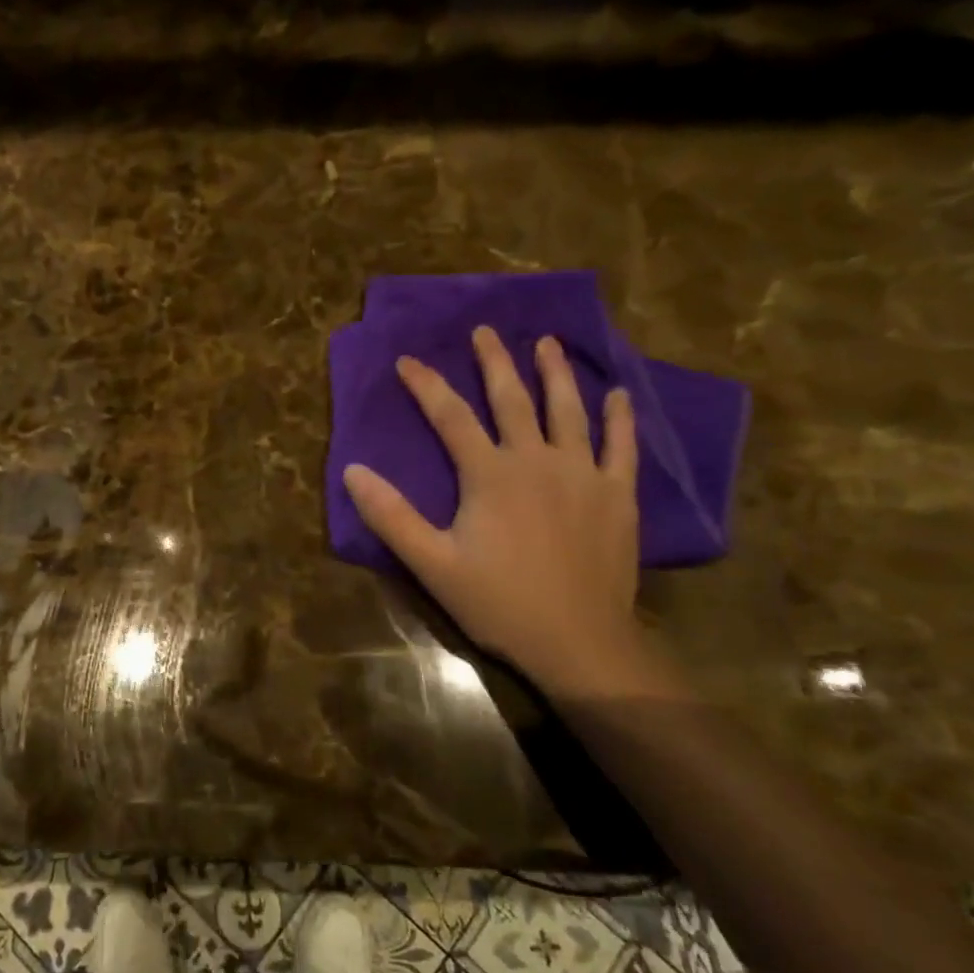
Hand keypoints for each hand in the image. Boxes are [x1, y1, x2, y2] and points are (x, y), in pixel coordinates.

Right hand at [344, 329, 643, 687]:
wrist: (579, 641)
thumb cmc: (501, 602)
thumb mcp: (432, 564)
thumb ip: (392, 516)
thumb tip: (353, 471)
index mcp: (490, 474)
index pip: (451, 416)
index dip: (427, 386)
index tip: (407, 360)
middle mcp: (536, 460)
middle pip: (512, 399)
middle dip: (494, 362)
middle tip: (485, 331)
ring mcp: (582, 474)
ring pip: (568, 410)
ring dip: (555, 374)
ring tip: (547, 343)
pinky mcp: (616, 495)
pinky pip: (620, 446)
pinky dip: (619, 418)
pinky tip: (618, 394)